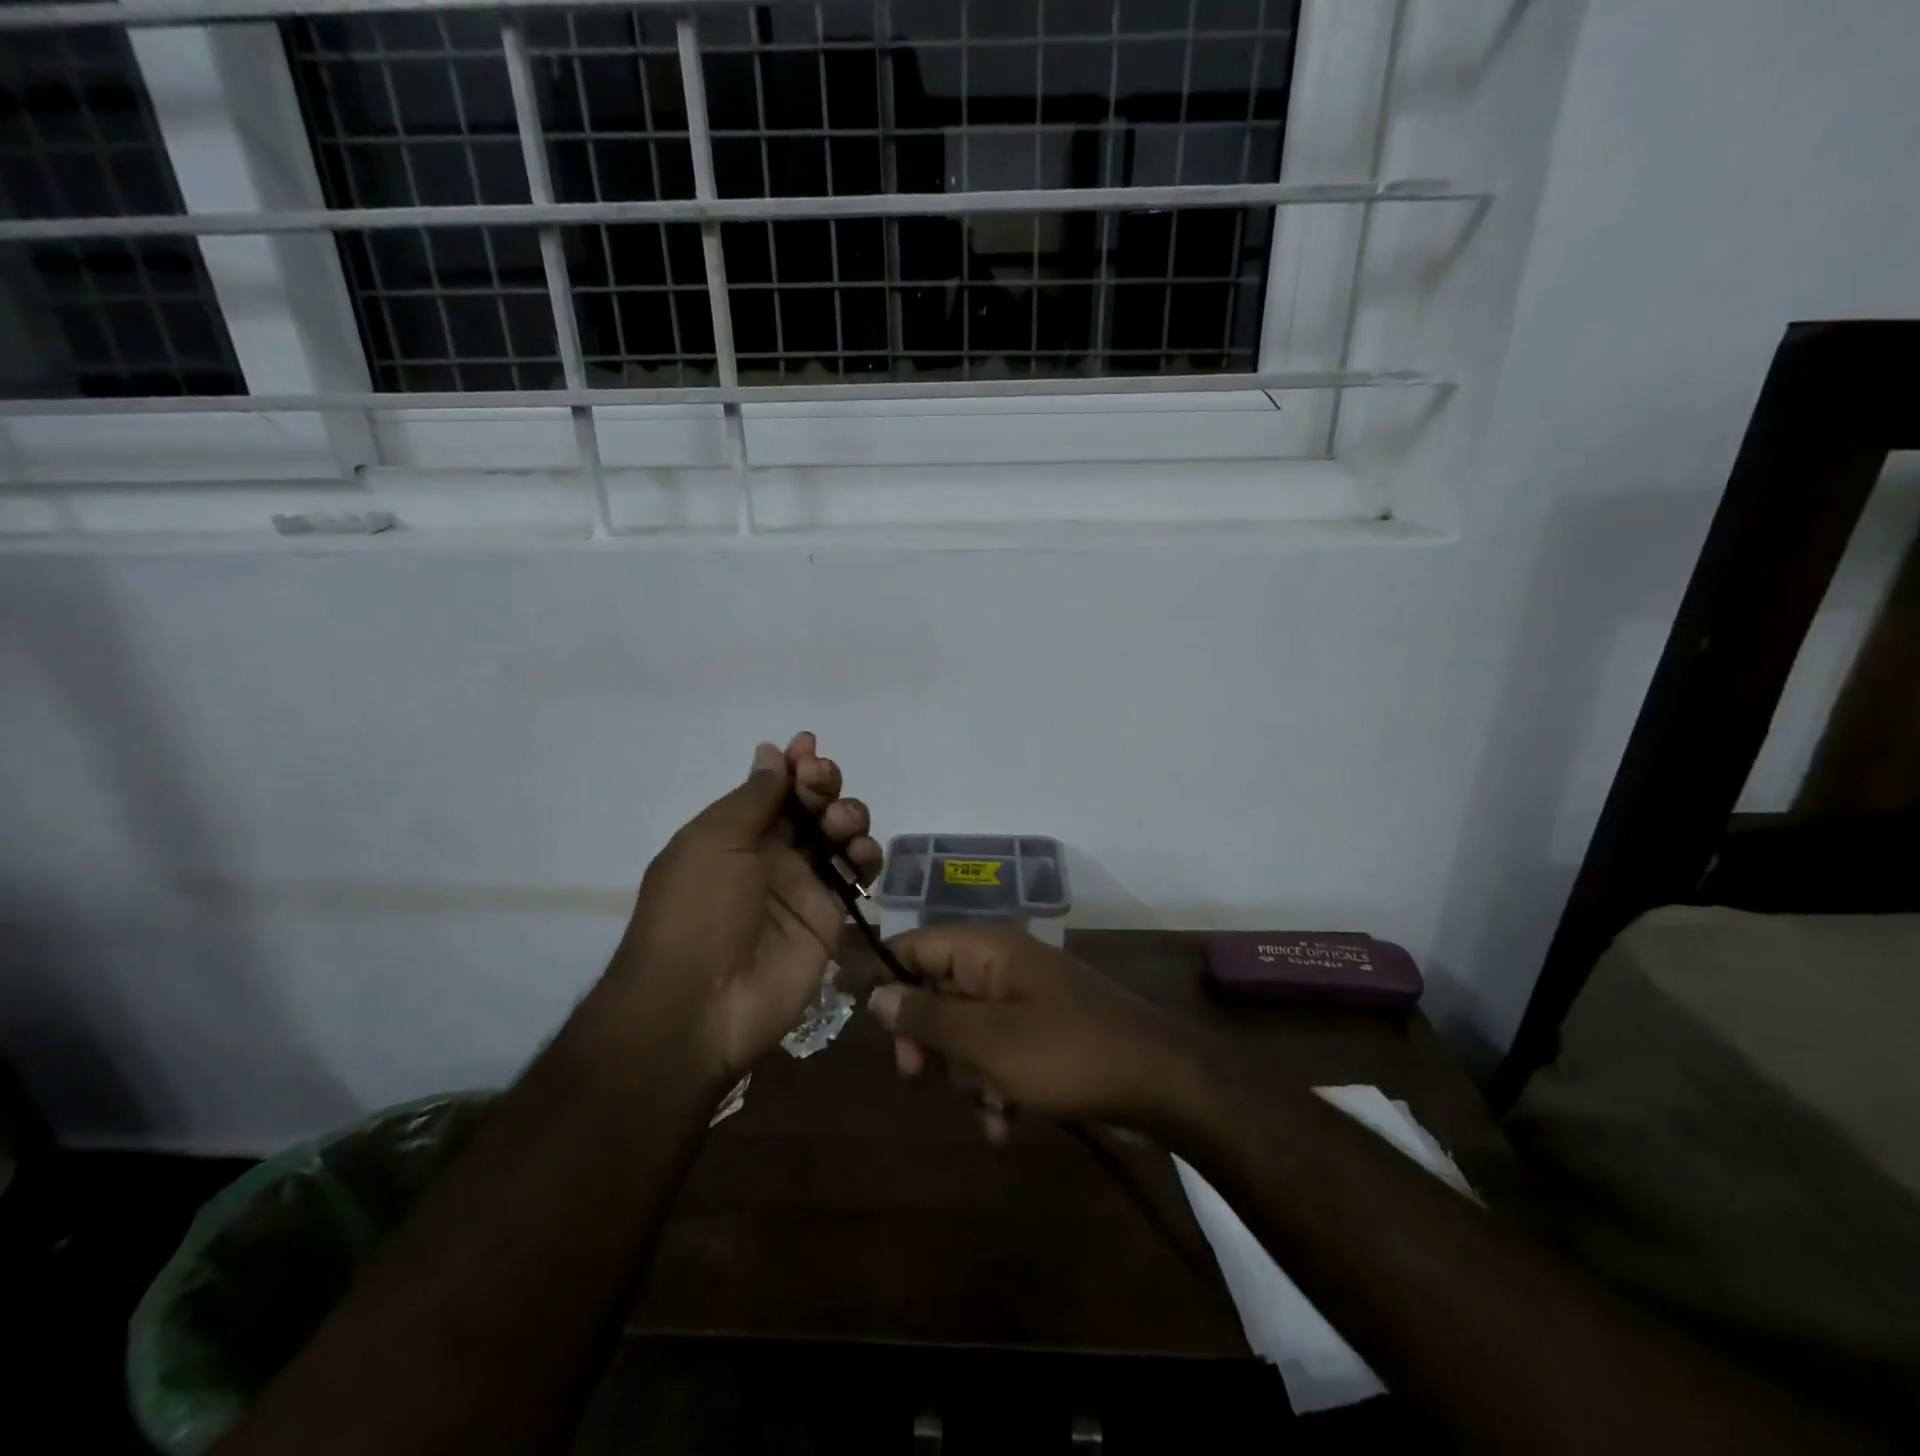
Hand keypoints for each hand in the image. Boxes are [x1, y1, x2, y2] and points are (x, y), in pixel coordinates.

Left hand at [610, 733, 880, 1083]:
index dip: (793, 764)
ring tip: (841, 826)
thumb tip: (772, 752)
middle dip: (823, 783)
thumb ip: (753, 797)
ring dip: (848, 815)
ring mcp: (803, 885)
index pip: (772, 787)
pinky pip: (858, 875)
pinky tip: (860, 854)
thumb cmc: (696, 910)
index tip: (808, 746)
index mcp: (734, 833)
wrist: (701, 1002)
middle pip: (811, 805)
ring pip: (841, 834)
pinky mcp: (830, 915)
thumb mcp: (714, 840)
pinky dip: (866, 856)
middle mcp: (770, 854)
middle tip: (821, 784)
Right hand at [865, 924, 1198, 1139]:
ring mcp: (1024, 1000)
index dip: (887, 981)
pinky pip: (997, 1053)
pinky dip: (995, 1086)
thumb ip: (928, 1015)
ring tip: (990, 1105)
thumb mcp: (987, 1039)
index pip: (915, 945)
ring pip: (965, 1032)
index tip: (870, 1031)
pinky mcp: (1041, 1034)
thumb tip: (876, 994)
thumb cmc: (1066, 1052)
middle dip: (930, 1042)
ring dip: (966, 1075)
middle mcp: (1002, 965)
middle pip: (936, 992)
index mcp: (987, 949)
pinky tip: (1006, 1124)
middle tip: (922, 1078)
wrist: (1159, 1083)